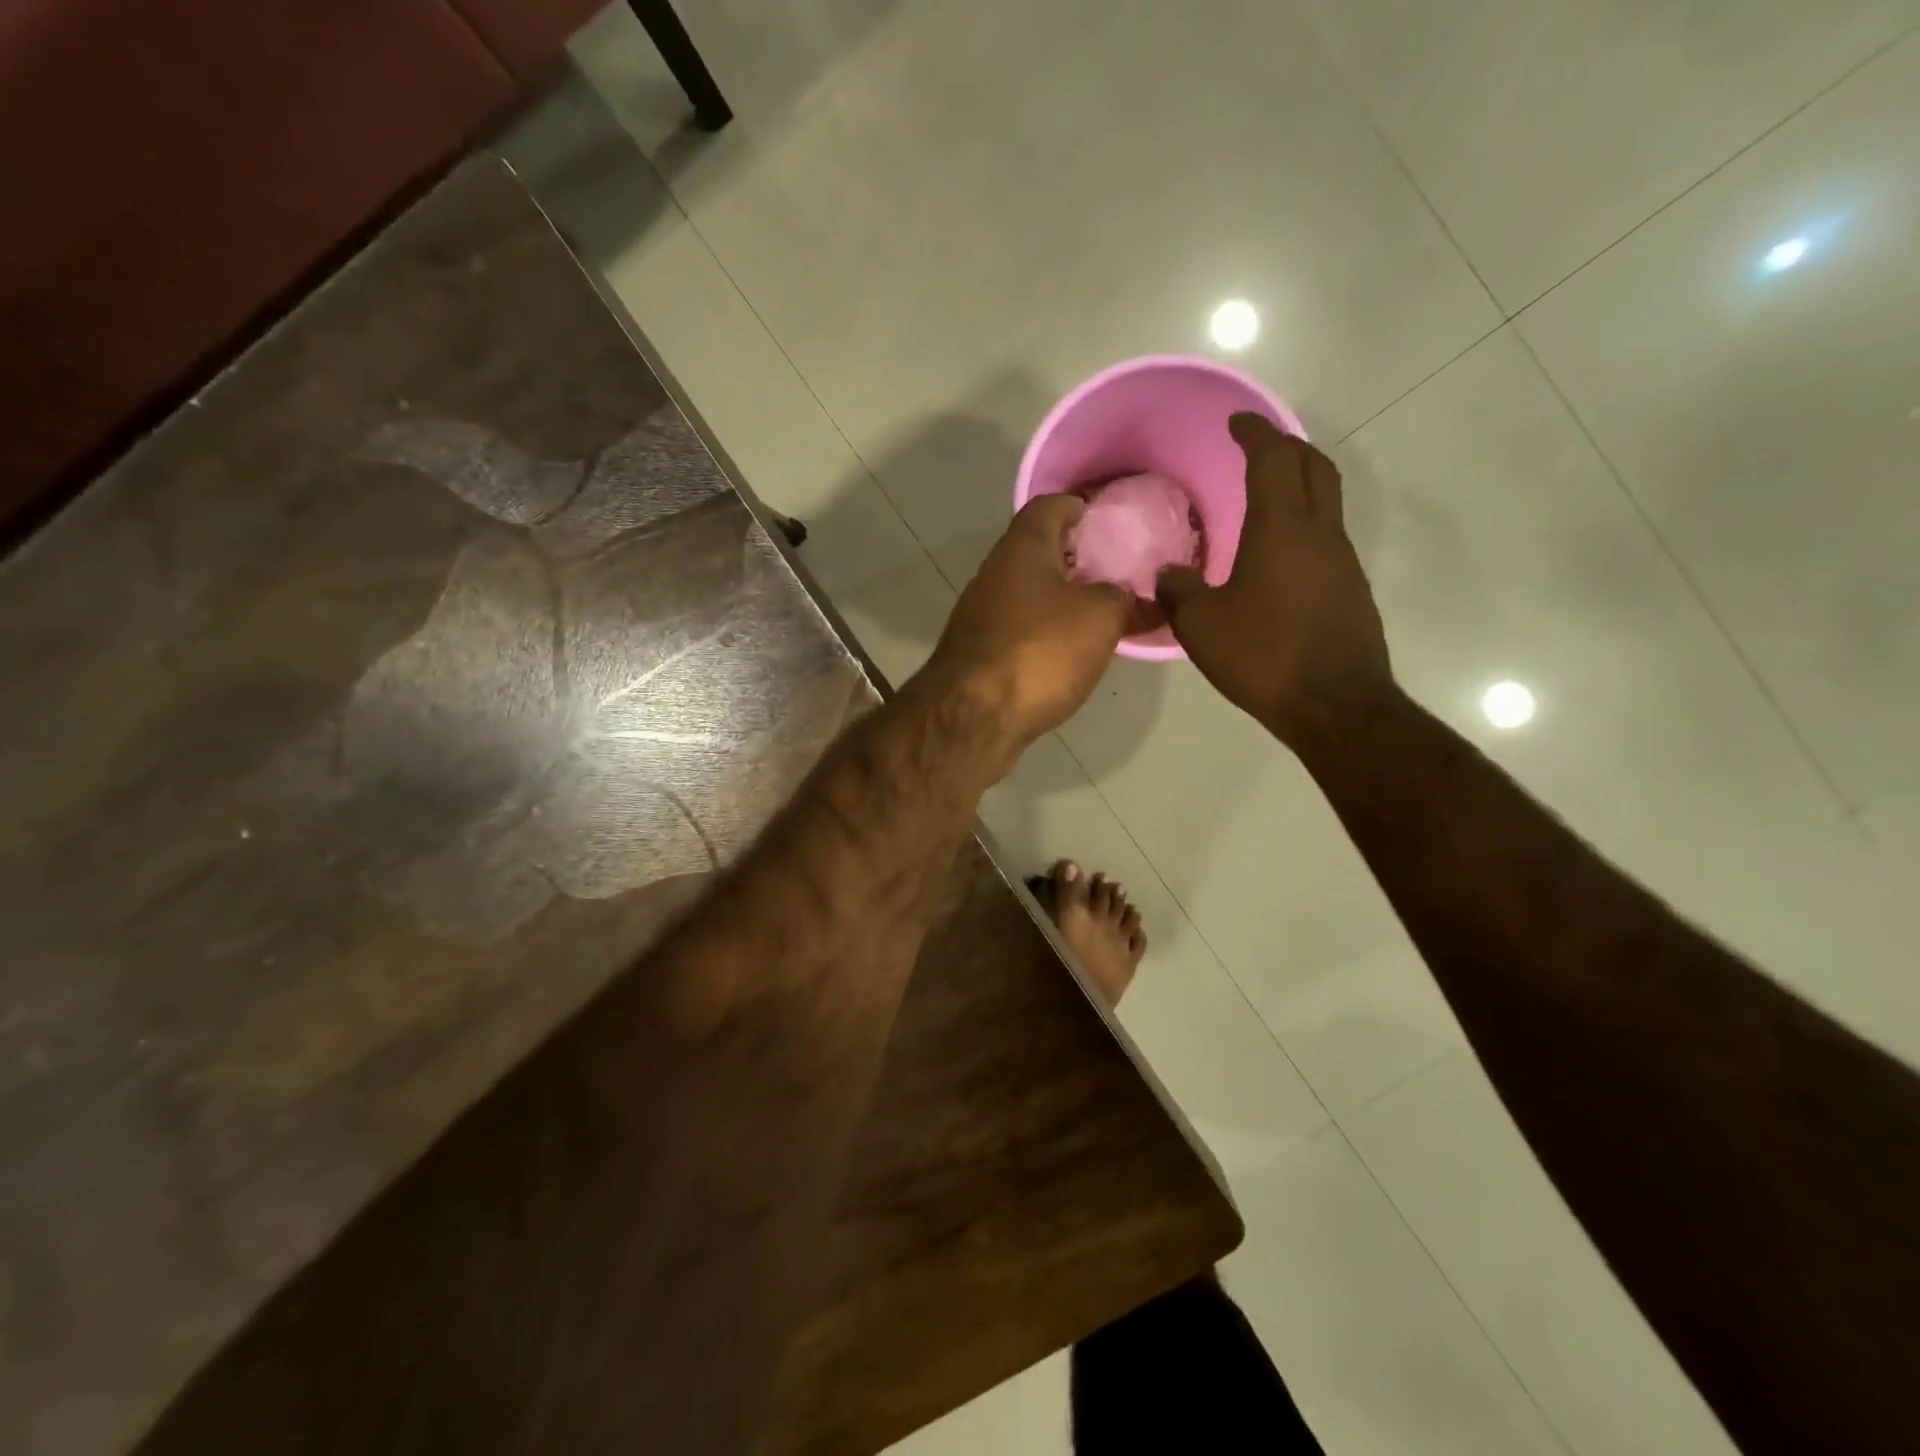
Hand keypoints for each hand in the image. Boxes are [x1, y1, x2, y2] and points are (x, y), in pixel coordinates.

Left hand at [927, 494, 1129, 760]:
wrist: (973, 717)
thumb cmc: (1039, 651)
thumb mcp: (1101, 616)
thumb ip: (1122, 597)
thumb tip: (1126, 596)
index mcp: (1022, 547)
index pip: (1050, 506)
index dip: (1081, 506)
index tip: (1109, 520)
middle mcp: (995, 573)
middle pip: (1039, 551)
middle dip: (1077, 558)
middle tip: (1118, 572)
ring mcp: (982, 616)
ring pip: (1030, 594)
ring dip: (1063, 599)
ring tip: (1104, 613)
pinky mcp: (980, 654)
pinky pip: (1022, 630)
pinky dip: (1047, 633)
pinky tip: (1072, 652)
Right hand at [1157, 413, 1392, 745]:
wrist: (1334, 705)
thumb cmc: (1262, 656)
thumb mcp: (1201, 625)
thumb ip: (1178, 590)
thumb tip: (1168, 574)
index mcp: (1281, 529)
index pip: (1273, 459)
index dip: (1254, 433)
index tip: (1236, 422)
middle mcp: (1320, 533)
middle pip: (1313, 467)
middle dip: (1286, 446)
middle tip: (1256, 447)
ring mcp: (1342, 560)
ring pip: (1325, 501)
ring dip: (1298, 485)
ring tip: (1264, 498)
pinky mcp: (1351, 589)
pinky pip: (1326, 538)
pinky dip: (1303, 525)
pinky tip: (1277, 556)